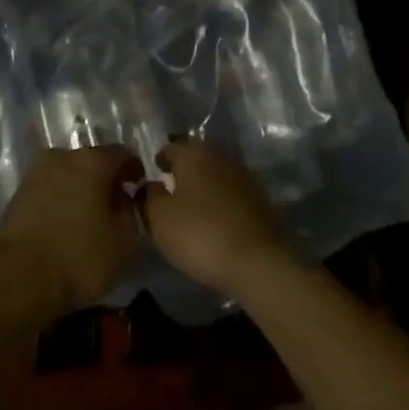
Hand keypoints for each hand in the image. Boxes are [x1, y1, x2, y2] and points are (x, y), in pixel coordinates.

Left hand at [0, 145, 143, 314]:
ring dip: (82, 189)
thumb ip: (131, 211)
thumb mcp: (124, 239)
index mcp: (92, 160)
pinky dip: (63, 200)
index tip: (140, 186)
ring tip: (91, 215)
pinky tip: (68, 222)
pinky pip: (51, 189)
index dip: (135, 169)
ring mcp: (36, 173)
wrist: (15, 278)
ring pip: (69, 174)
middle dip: (106, 178)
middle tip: (116, 203)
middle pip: (93, 161)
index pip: (123, 154)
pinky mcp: (18, 193)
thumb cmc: (79, 256)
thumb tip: (124, 198)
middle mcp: (63, 156)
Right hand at [144, 139, 294, 295]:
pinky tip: (213, 219)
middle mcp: (220, 155)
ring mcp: (243, 175)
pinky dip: (219, 200)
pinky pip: (230, 192)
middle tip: (168, 192)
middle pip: (195, 157)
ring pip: (214, 173)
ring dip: (202, 185)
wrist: (258, 261)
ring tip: (190, 208)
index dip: (157, 162)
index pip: (169, 148)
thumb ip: (149, 195)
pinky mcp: (259, 198)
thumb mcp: (159, 218)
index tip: (150, 179)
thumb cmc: (200, 234)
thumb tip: (150, 183)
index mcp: (194, 153)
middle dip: (182, 171)